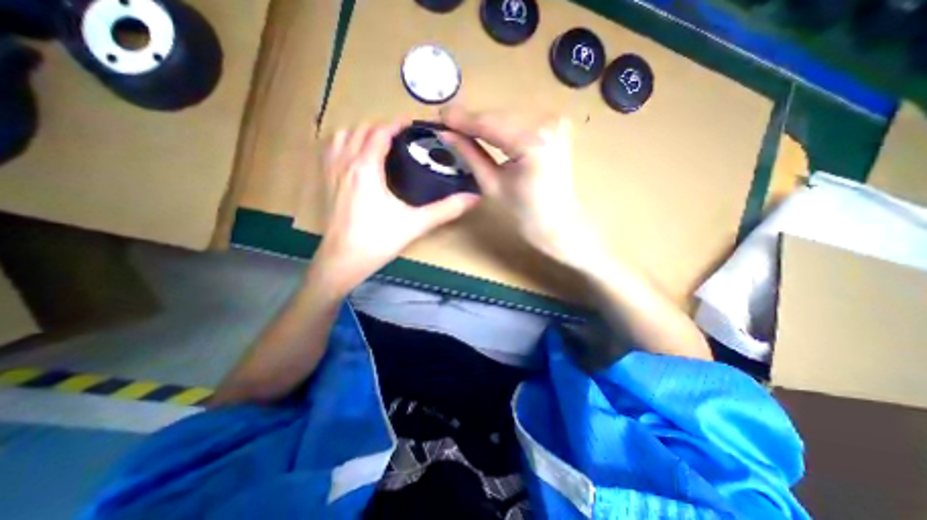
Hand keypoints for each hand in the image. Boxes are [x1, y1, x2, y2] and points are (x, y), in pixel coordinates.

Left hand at [316, 118, 480, 293]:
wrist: (343, 260)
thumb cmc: (378, 241)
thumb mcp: (416, 224)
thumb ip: (445, 210)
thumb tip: (473, 198)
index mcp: (366, 168)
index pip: (379, 132)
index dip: (396, 124)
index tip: (412, 125)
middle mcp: (346, 163)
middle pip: (360, 130)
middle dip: (381, 127)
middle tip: (401, 137)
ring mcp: (331, 172)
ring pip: (341, 136)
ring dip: (360, 132)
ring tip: (378, 142)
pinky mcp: (325, 183)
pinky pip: (330, 151)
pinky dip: (343, 143)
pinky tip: (354, 155)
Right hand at [440, 106, 584, 262]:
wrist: (558, 223)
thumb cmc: (524, 213)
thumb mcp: (492, 185)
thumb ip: (470, 155)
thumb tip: (446, 134)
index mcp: (532, 143)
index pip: (489, 124)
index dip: (462, 119)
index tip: (439, 115)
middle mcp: (547, 124)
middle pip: (499, 116)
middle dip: (472, 120)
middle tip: (447, 122)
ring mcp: (555, 122)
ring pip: (509, 117)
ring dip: (486, 122)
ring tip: (462, 127)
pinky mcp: (557, 126)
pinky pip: (522, 121)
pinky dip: (503, 126)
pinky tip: (486, 130)